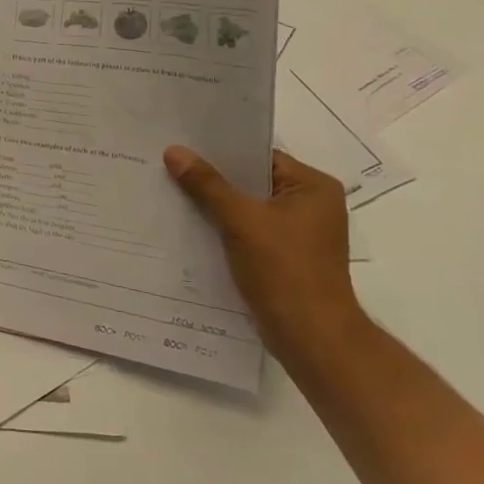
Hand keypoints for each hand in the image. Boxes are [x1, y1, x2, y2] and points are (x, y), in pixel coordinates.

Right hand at [164, 146, 363, 357]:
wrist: (310, 336)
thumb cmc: (284, 270)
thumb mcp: (241, 220)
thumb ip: (207, 184)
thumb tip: (174, 151)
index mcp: (314, 187)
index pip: (260, 157)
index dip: (221, 152)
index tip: (182, 147)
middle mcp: (311, 206)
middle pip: (252, 182)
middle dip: (213, 180)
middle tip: (169, 167)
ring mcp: (298, 234)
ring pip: (247, 208)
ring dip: (215, 206)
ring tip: (172, 194)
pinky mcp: (284, 257)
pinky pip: (248, 231)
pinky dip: (223, 229)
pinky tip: (190, 227)